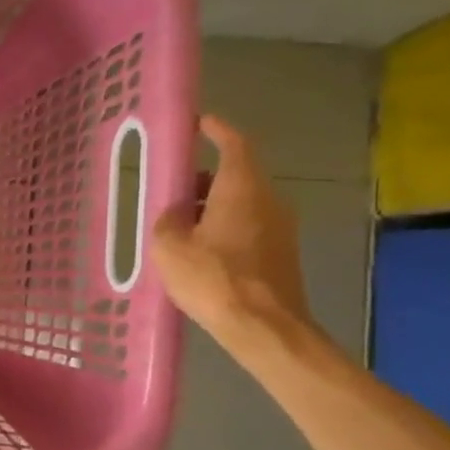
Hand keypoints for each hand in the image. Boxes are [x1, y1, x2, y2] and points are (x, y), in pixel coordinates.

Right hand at [151, 115, 313, 348]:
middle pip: (237, 175)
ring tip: (180, 224)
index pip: (234, 144)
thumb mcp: (170, 246)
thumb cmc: (213, 278)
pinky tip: (200, 250)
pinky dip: (224, 227)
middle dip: (205, 177)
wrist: (264, 327)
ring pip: (243, 202)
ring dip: (213, 205)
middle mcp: (269, 200)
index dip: (217, 129)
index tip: (200, 122)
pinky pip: (248, 226)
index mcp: (242, 188)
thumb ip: (168, 220)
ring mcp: (280, 228)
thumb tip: (176, 213)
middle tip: (174, 187)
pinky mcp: (281, 253)